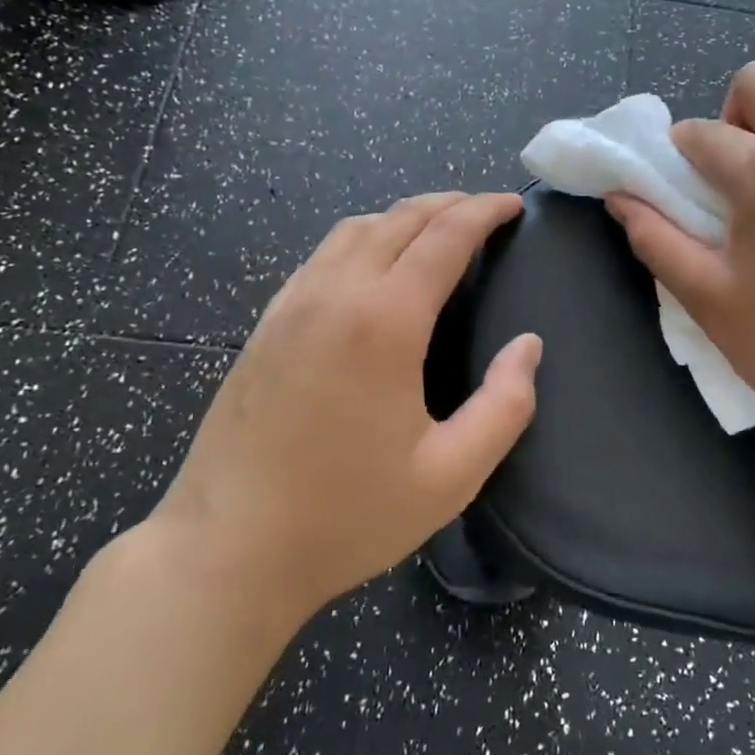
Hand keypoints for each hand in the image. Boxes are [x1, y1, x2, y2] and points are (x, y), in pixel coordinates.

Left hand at [153, 192, 540, 622]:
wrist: (226, 550)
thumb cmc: (346, 516)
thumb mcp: (450, 476)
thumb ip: (505, 406)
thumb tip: (528, 346)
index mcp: (384, 321)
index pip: (444, 236)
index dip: (484, 211)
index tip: (513, 205)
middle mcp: (334, 294)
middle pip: (399, 219)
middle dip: (449, 204)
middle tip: (485, 210)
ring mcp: (291, 304)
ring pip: (354, 229)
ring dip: (403, 216)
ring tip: (437, 228)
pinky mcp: (266, 324)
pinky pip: (322, 255)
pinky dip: (363, 238)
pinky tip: (374, 264)